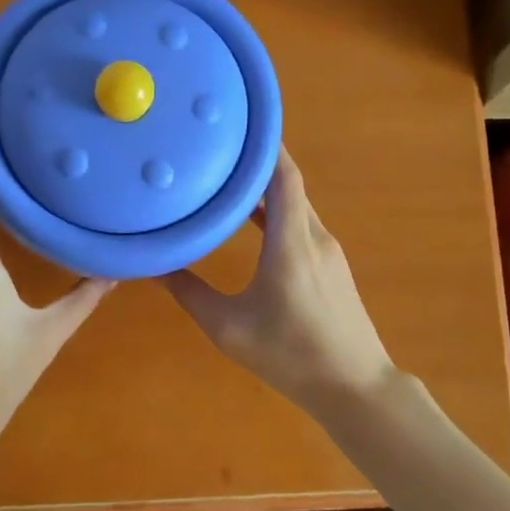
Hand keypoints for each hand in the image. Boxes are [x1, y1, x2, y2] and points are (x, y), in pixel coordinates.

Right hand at [163, 147, 395, 419]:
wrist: (356, 388)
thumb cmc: (291, 356)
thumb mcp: (228, 328)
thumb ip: (189, 292)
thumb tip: (154, 265)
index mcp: (292, 242)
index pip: (284, 176)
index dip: (264, 144)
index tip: (236, 122)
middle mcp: (314, 236)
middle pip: (289, 183)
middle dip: (255, 161)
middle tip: (216, 145)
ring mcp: (327, 251)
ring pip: (295, 204)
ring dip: (264, 187)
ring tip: (225, 175)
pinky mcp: (330, 266)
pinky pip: (300, 223)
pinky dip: (275, 211)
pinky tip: (250, 220)